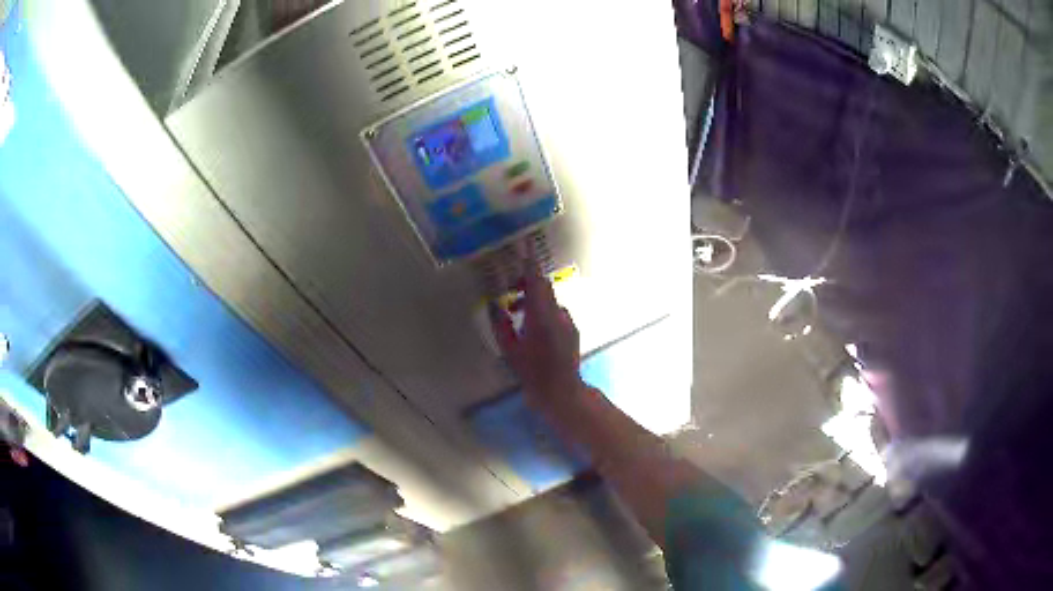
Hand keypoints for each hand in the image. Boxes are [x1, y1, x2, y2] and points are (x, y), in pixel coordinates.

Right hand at [491, 259, 583, 410]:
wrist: (561, 392)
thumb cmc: (532, 372)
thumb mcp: (509, 349)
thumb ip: (501, 324)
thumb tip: (495, 306)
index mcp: (542, 315)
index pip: (536, 281)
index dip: (529, 263)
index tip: (524, 247)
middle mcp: (558, 314)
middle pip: (543, 289)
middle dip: (526, 285)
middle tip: (509, 293)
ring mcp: (568, 323)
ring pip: (549, 303)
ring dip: (533, 303)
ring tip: (516, 315)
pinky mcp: (572, 332)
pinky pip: (556, 315)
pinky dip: (542, 315)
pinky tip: (532, 331)